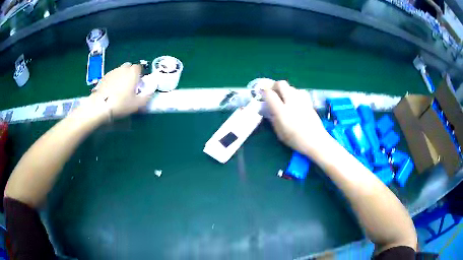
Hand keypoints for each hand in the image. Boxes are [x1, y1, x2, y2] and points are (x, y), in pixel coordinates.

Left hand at [87, 62, 153, 119]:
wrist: (100, 105)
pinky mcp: (104, 77)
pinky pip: (112, 76)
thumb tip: (151, 92)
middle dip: (130, 73)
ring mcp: (112, 72)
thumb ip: (146, 97)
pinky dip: (113, 80)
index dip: (140, 75)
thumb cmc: (121, 103)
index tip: (139, 84)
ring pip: (120, 71)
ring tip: (120, 89)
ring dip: (121, 77)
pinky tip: (111, 91)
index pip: (139, 67)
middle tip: (130, 86)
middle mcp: (123, 68)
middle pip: (129, 67)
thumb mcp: (137, 104)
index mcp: (133, 72)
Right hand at [263, 81, 330, 156]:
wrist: (316, 141)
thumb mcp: (280, 133)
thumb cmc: (296, 140)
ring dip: (285, 89)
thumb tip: (269, 110)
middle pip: (281, 84)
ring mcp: (301, 100)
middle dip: (275, 85)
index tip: (262, 93)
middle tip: (272, 91)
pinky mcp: (308, 101)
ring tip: (283, 96)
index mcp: (282, 111)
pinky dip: (294, 92)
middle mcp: (291, 102)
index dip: (264, 91)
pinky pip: (299, 91)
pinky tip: (294, 100)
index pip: (270, 94)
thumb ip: (273, 120)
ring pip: (291, 86)